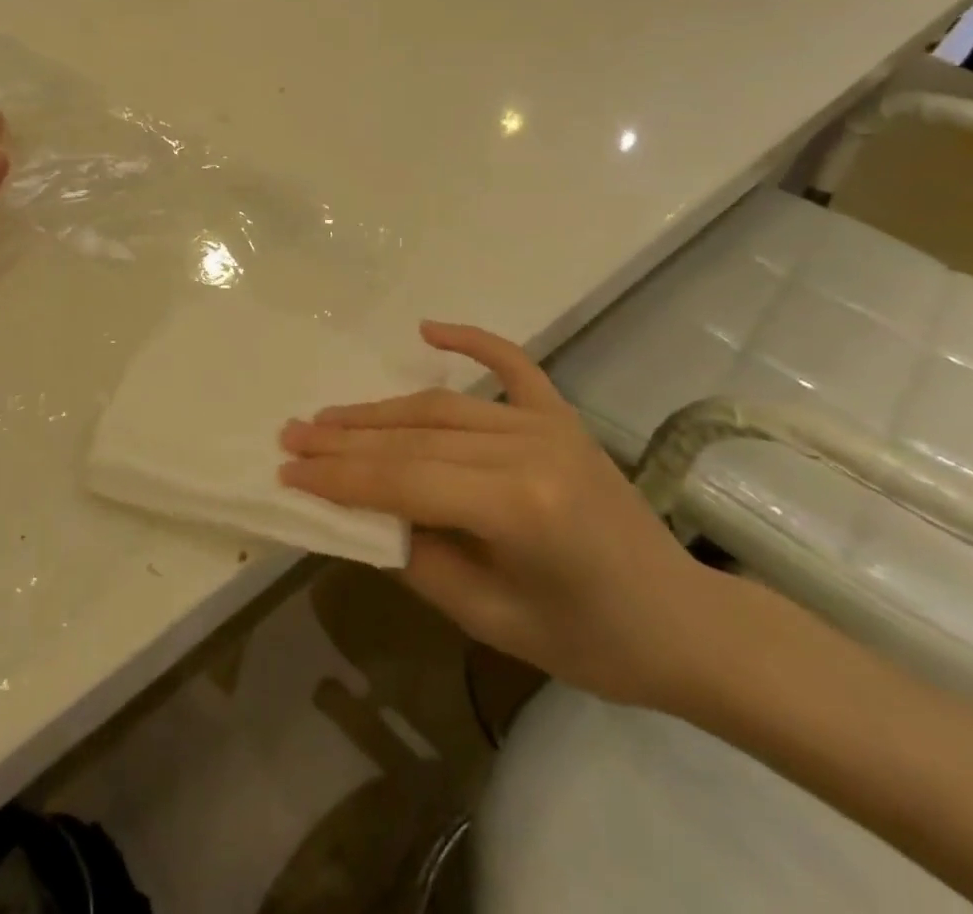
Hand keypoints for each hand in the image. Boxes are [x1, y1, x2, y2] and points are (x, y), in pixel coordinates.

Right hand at [279, 321, 725, 710]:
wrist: (685, 622)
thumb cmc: (591, 641)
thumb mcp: (492, 621)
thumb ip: (420, 560)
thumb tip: (363, 515)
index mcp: (518, 507)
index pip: (404, 481)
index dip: (340, 477)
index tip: (288, 469)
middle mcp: (528, 449)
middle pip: (415, 437)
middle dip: (345, 439)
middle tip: (291, 434)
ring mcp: (548, 424)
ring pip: (443, 406)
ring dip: (380, 410)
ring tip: (329, 415)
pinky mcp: (561, 417)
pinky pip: (512, 366)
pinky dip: (471, 341)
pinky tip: (428, 330)